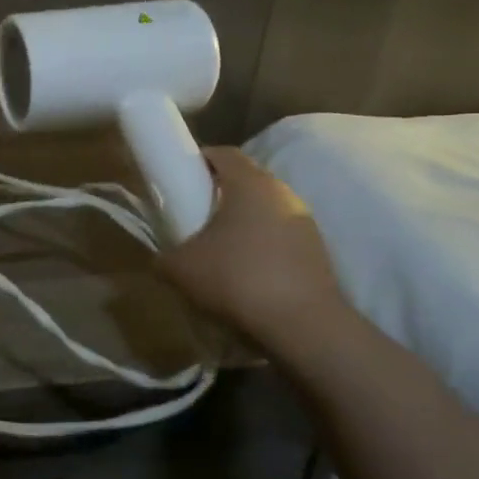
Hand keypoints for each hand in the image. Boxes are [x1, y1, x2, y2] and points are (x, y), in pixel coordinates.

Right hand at [159, 148, 352, 353]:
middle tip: (192, 214)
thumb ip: (163, 256)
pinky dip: (260, 244)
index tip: (178, 178)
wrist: (304, 325)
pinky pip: (279, 234)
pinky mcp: (317, 249)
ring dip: (241, 221)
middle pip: (244, 179)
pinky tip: (245, 272)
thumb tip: (160, 258)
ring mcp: (304, 220)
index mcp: (249, 183)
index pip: (223, 152)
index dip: (197, 160)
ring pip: (264, 208)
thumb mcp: (180, 268)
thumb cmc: (237, 279)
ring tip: (217, 248)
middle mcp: (282, 192)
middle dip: (217, 192)